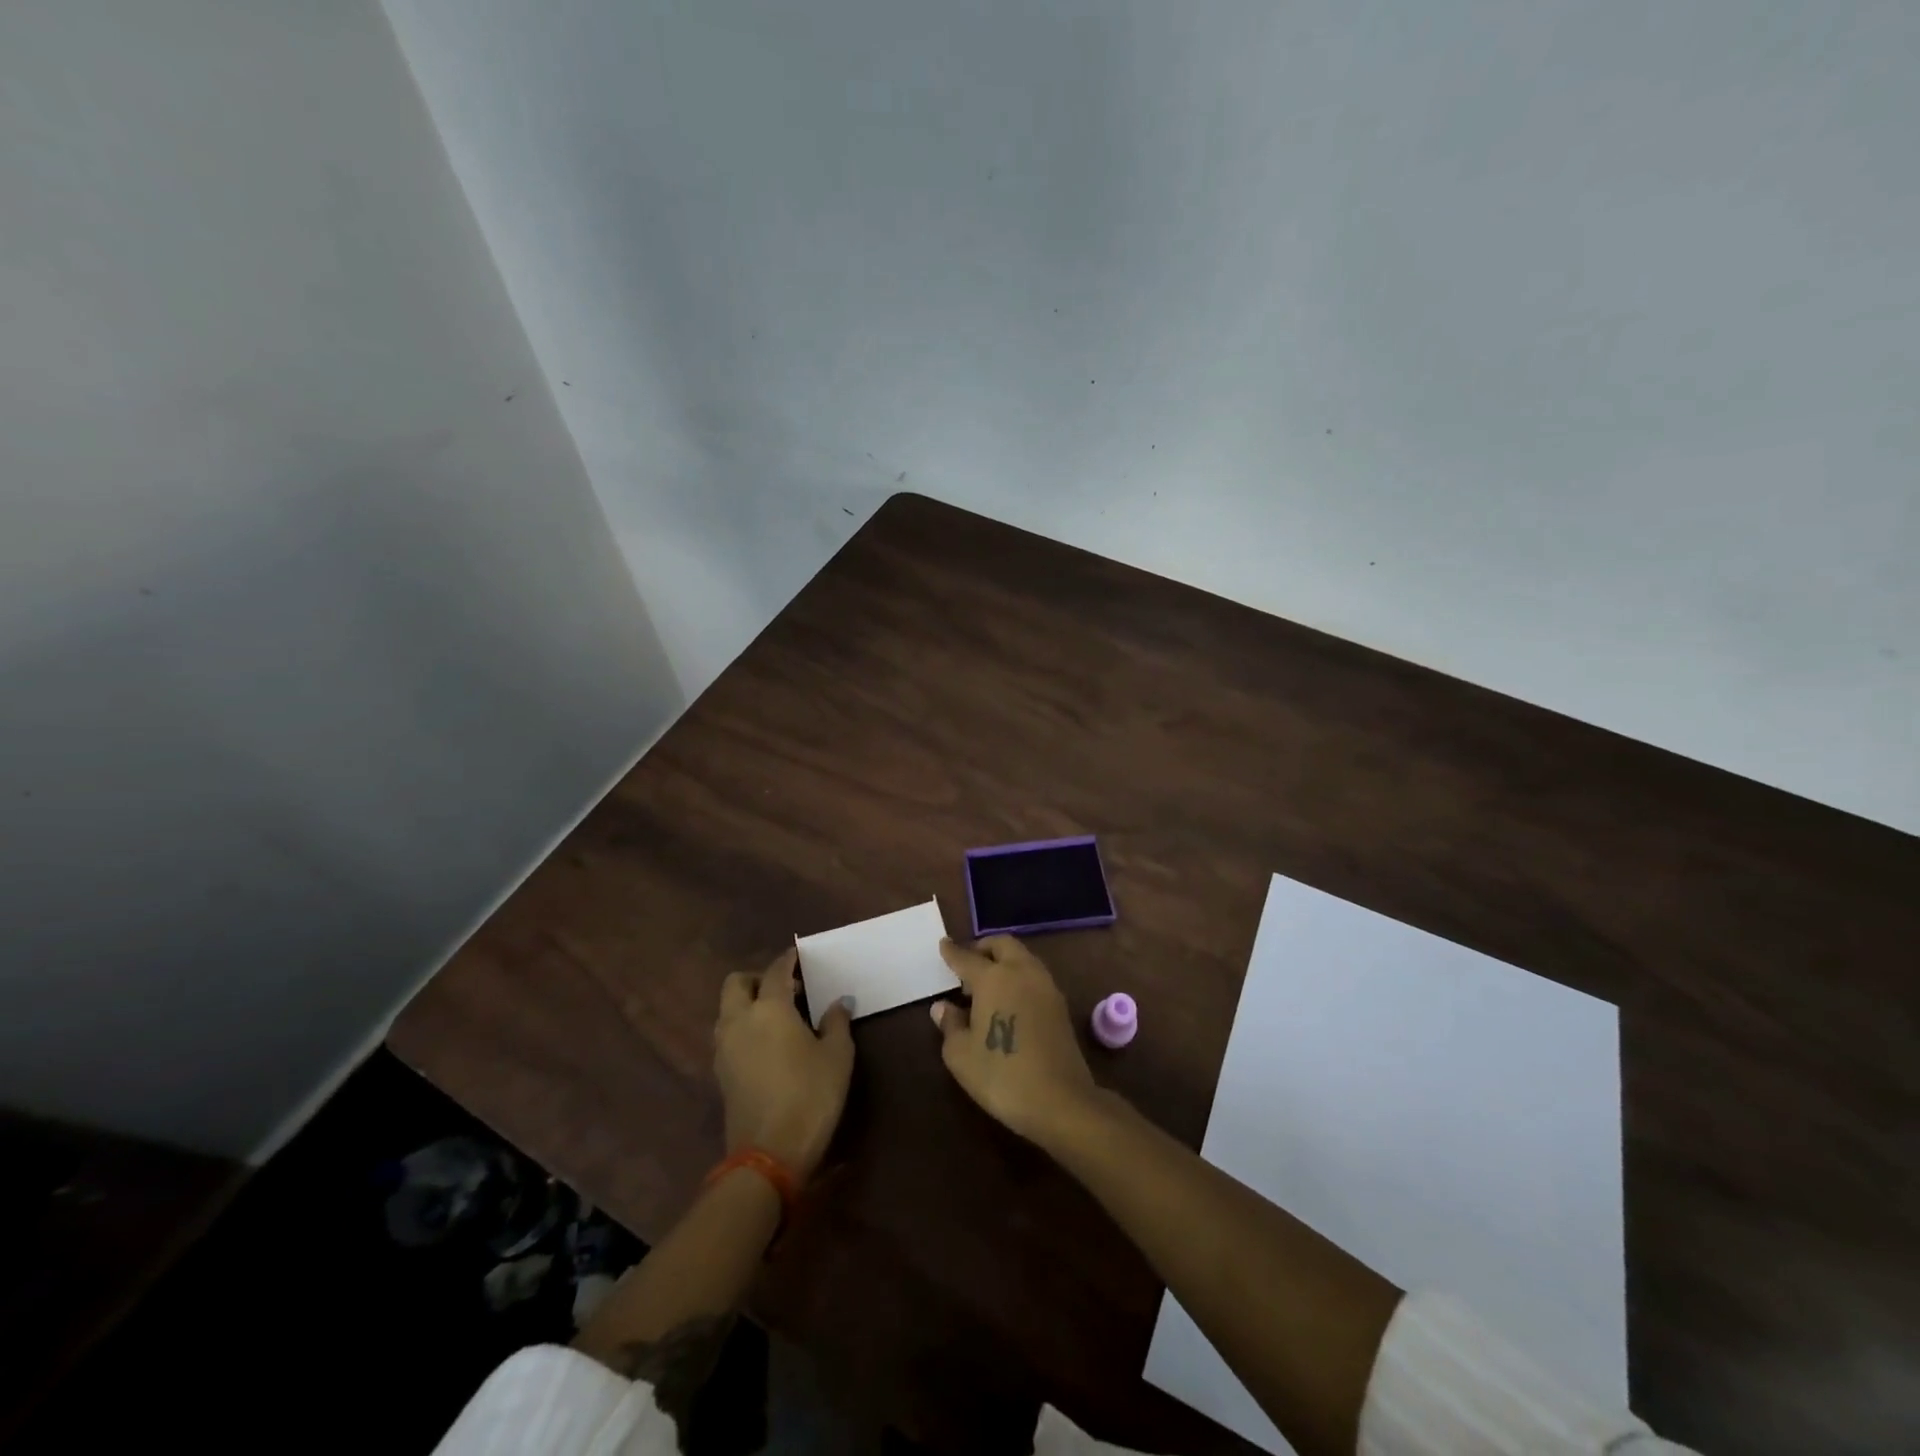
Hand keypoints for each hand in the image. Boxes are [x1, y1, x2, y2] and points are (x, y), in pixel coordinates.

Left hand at [713, 948, 853, 1180]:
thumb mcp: (837, 1057)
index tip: (800, 957)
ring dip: (747, 1004)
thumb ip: (836, 1023)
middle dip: (758, 978)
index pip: (776, 971)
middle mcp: (739, 1020)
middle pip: (737, 983)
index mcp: (769, 1008)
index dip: (789, 961)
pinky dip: (743, 1028)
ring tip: (778, 1017)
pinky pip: (728, 1035)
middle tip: (786, 989)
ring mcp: (724, 1048)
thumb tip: (838, 1003)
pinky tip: (768, 1044)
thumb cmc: (810, 1096)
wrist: (769, 1155)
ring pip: (728, 1010)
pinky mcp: (721, 1073)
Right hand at [931, 935, 1100, 1146]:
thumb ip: (950, 1025)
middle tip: (967, 965)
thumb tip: (943, 1007)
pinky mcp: (1060, 1005)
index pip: (967, 957)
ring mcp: (1046, 986)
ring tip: (986, 986)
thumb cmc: (1001, 1075)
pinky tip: (1009, 1001)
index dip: (952, 952)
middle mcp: (1022, 972)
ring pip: (1022, 958)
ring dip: (1004, 961)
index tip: (944, 944)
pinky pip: (1034, 976)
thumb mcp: (961, 1055)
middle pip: (1002, 945)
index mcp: (993, 978)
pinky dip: (1018, 977)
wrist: (1060, 1100)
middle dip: (983, 948)